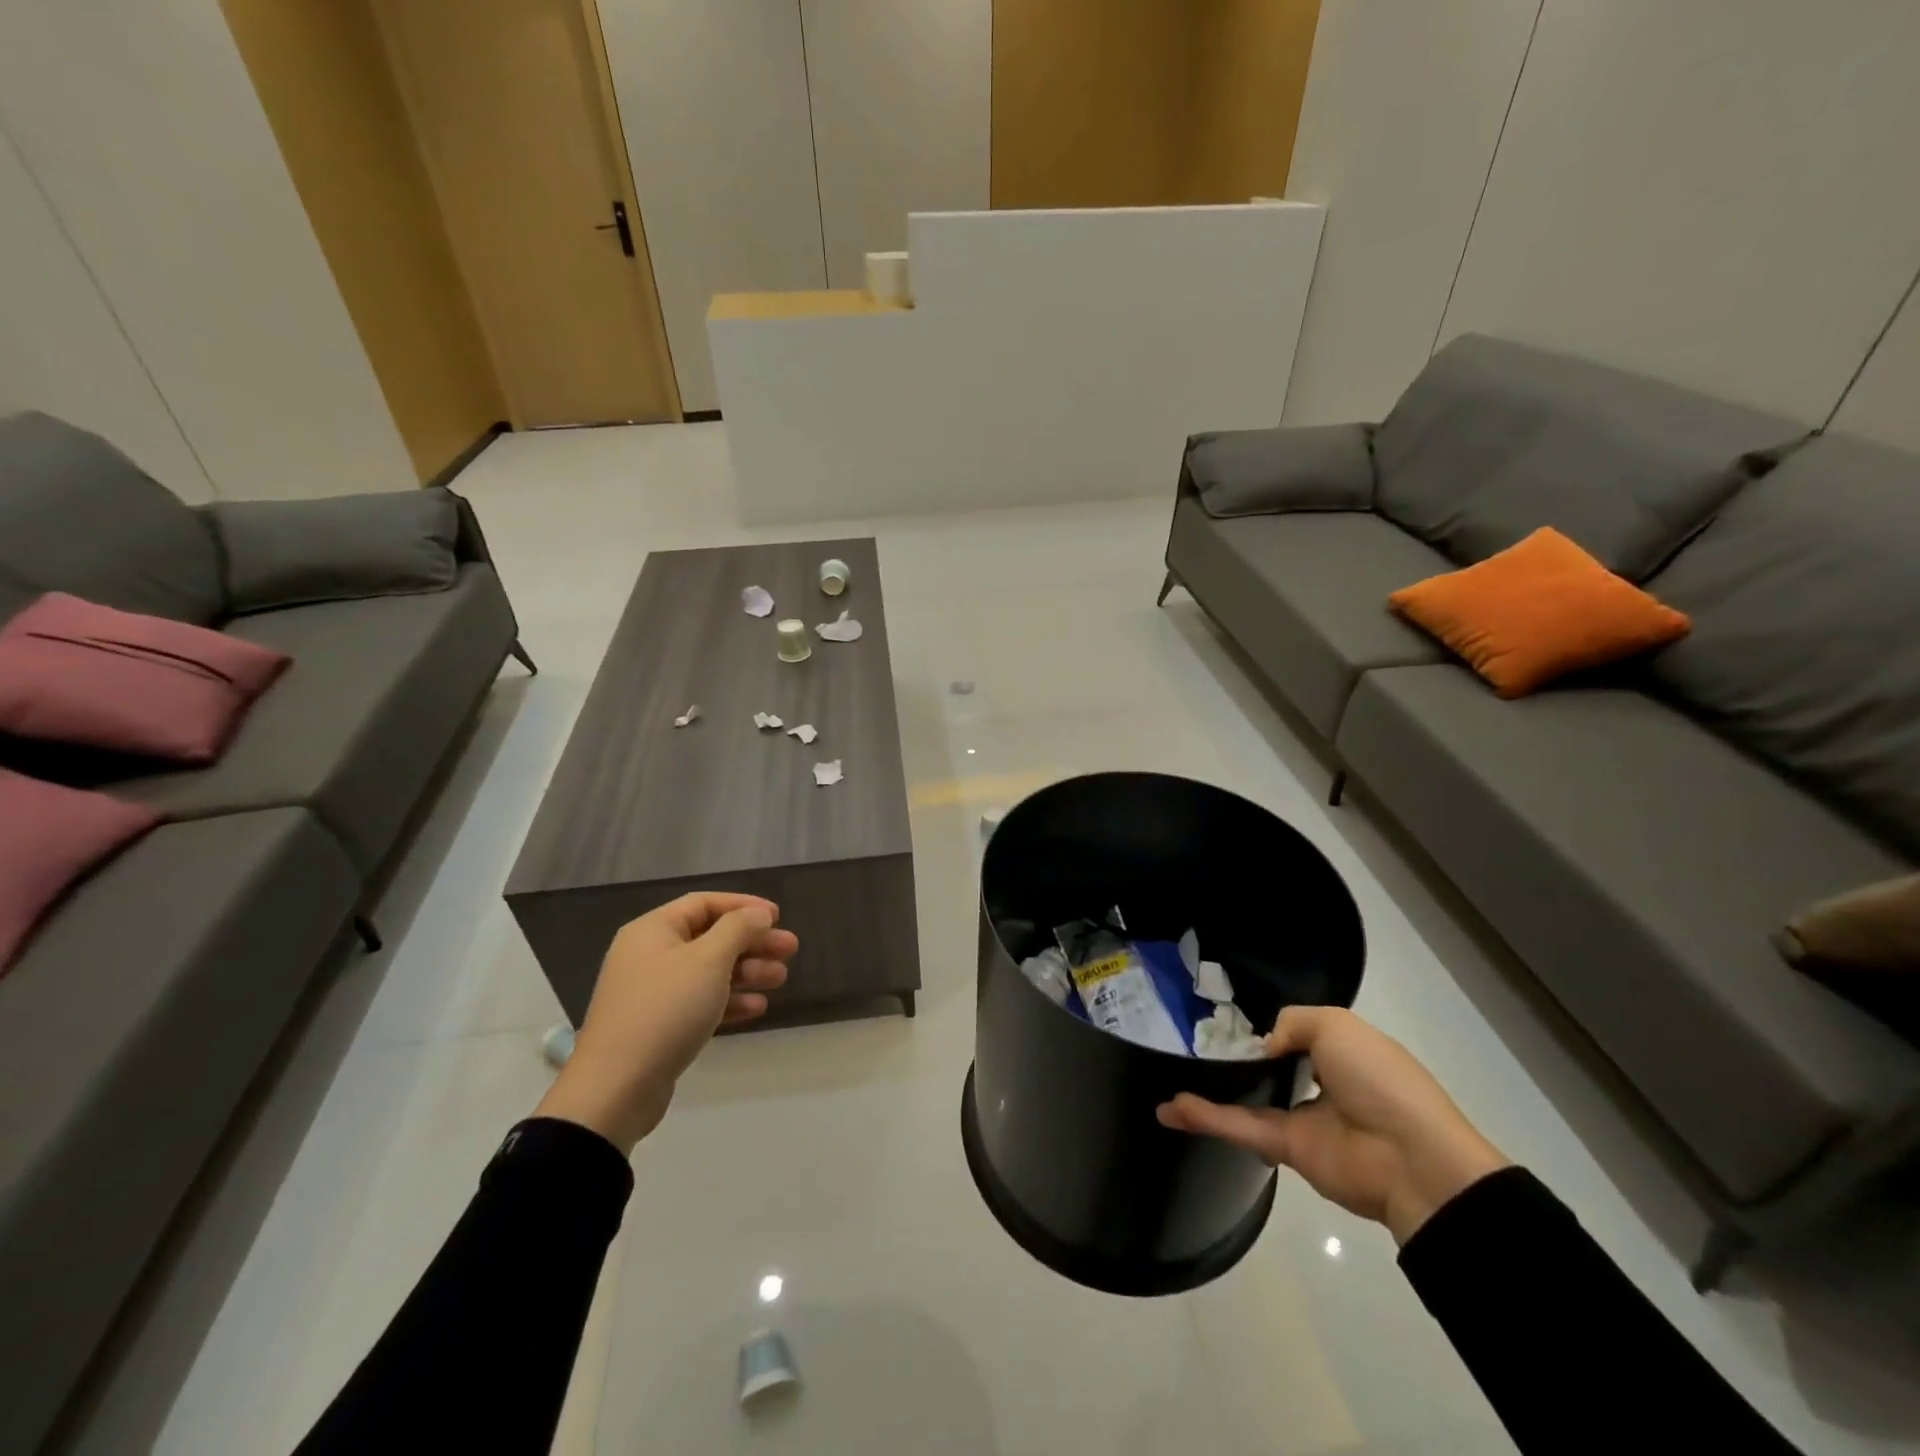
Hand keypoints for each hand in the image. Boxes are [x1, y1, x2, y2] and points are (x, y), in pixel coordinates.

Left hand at [534, 893, 796, 1153]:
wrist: (615, 1089)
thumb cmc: (665, 1010)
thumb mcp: (708, 960)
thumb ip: (738, 929)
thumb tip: (758, 914)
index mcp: (654, 930)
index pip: (704, 903)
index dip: (743, 906)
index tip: (777, 917)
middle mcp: (650, 955)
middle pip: (710, 937)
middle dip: (752, 942)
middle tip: (790, 950)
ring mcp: (653, 993)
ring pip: (709, 971)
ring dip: (747, 971)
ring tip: (781, 979)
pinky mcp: (659, 1026)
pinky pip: (700, 1002)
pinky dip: (729, 1001)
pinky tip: (757, 1007)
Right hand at [1157, 1006, 1508, 1243]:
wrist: (1412, 1158)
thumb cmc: (1380, 1079)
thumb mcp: (1336, 1024)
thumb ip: (1291, 1022)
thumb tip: (1263, 1046)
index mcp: (1341, 1052)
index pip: (1296, 1036)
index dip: (1265, 1028)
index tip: (1227, 1018)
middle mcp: (1320, 1084)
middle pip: (1268, 1069)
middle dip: (1234, 1060)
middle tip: (1191, 1045)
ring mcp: (1303, 1119)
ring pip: (1246, 1099)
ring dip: (1209, 1092)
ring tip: (1168, 1084)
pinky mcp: (1288, 1150)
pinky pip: (1241, 1126)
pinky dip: (1207, 1118)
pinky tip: (1171, 1109)